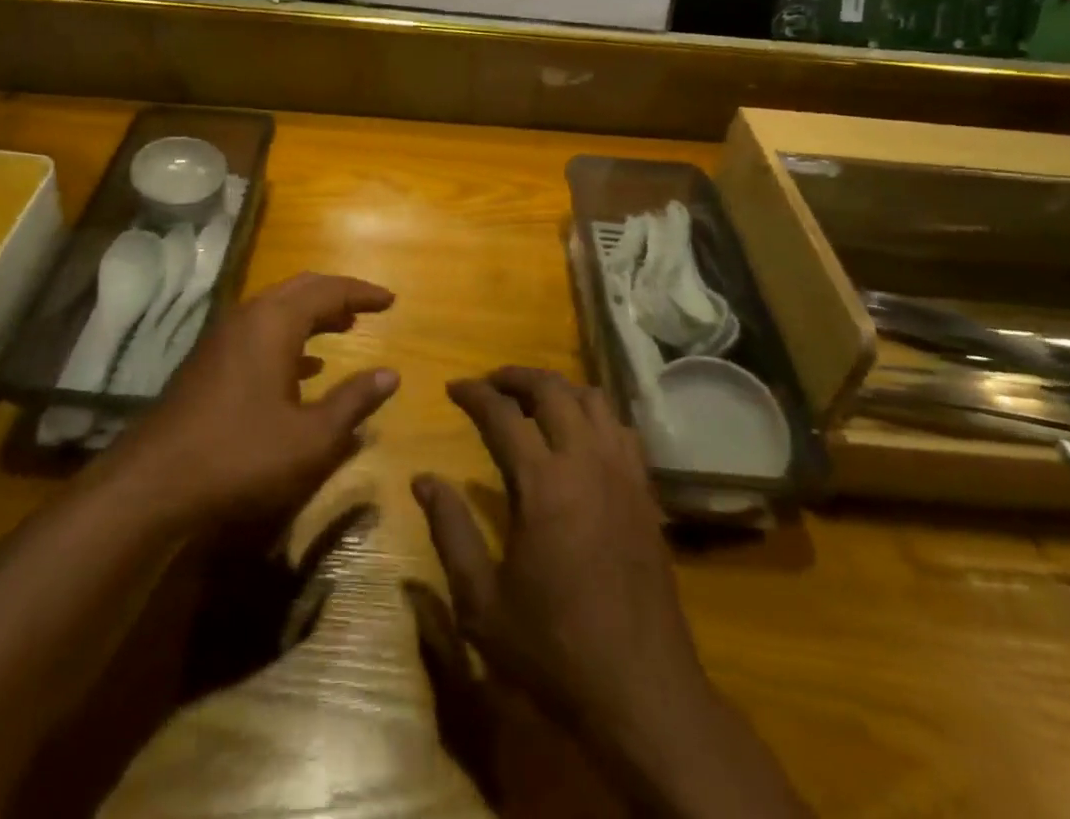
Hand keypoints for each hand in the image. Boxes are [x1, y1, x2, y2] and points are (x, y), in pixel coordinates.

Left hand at [114, 273, 398, 524]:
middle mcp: (248, 317)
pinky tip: (304, 366)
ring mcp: (223, 338)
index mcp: (274, 322)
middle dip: (336, 295)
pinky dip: (288, 337)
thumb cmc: (240, 455)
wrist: (153, 483)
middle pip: (300, 290)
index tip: (391, 300)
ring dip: (311, 314)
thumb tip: (390, 375)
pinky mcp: (209, 361)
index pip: (328, 291)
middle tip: (367, 308)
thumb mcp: (310, 438)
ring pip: (276, 309)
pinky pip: (259, 332)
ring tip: (343, 326)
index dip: (362, 293)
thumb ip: (353, 403)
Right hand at [414, 368, 806, 818]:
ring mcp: (623, 473)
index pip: (502, 414)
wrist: (642, 692)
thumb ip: (450, 531)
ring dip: (558, 389)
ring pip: (592, 399)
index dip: (474, 393)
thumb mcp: (482, 601)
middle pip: (552, 390)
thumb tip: (423, 479)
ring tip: (532, 402)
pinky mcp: (646, 492)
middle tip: (490, 385)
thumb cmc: (553, 649)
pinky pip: (621, 428)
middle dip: (515, 377)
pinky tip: (579, 435)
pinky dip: (593, 414)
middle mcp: (586, 462)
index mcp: (543, 483)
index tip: (453, 388)